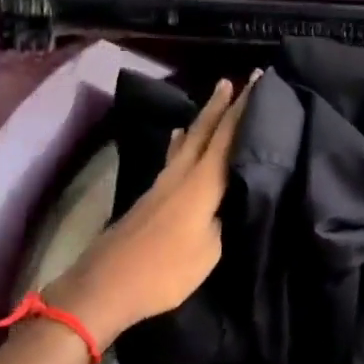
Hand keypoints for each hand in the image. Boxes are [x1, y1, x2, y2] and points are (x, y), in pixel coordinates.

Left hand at [48, 74, 252, 347]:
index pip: (227, 136)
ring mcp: (162, 184)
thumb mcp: (209, 251)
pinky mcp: (150, 197)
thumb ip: (222, 220)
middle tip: (234, 80)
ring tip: (212, 103)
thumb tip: (228, 199)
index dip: (243, 107)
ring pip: (185, 142)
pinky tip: (177, 139)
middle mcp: (180, 174)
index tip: (257, 80)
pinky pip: (173, 157)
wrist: (106, 284)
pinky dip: (181, 143)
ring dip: (201, 121)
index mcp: (201, 183)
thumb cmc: (164, 271)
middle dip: (220, 105)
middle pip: (203, 130)